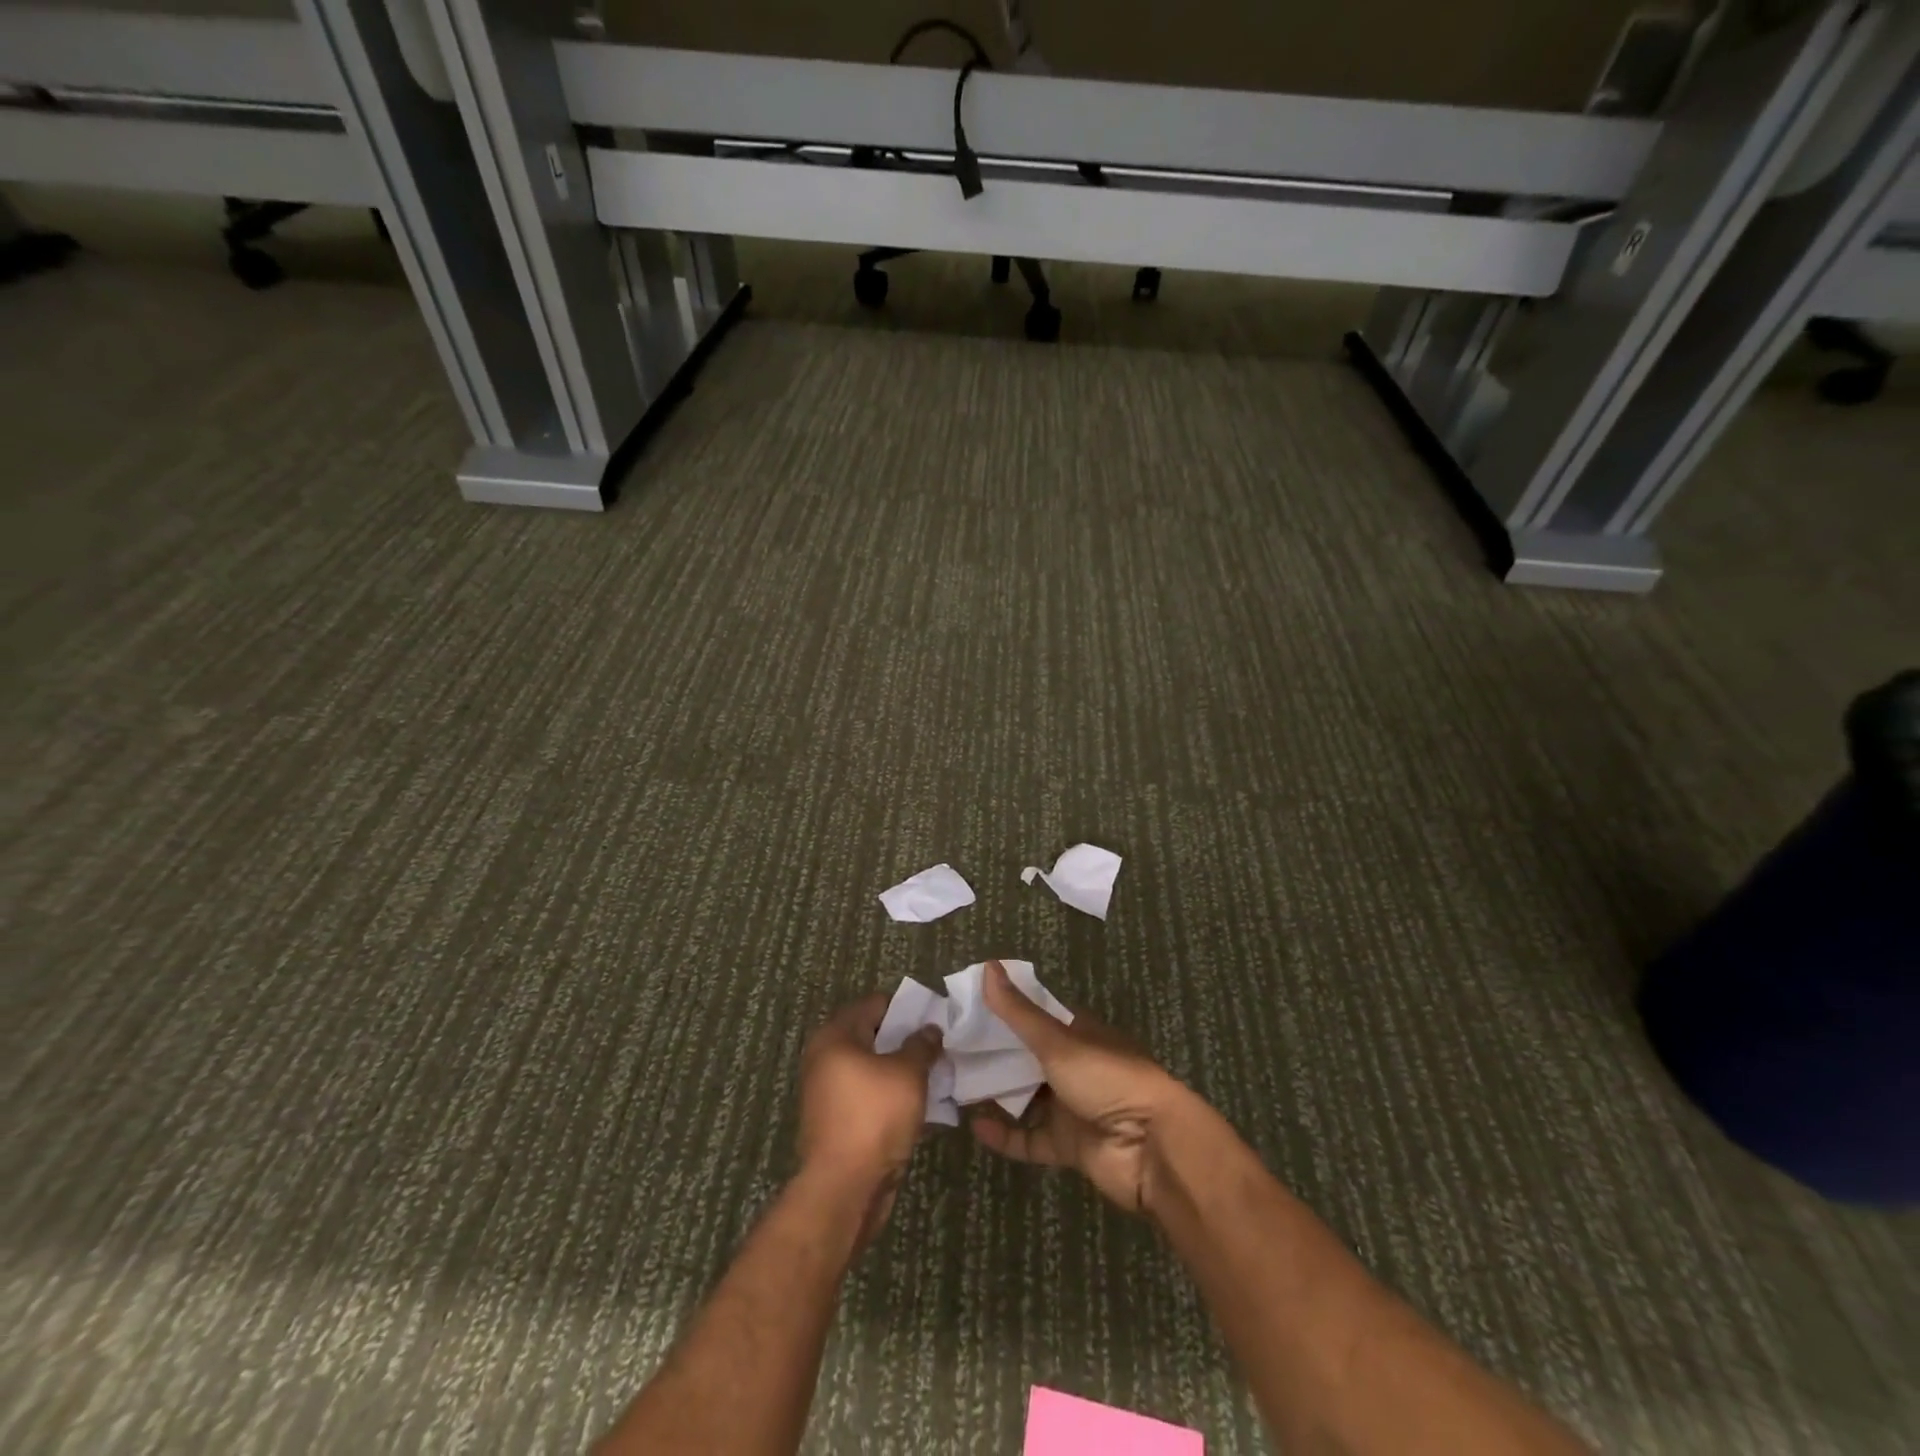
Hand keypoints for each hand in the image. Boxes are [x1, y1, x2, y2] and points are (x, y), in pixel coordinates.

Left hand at [796, 994, 941, 1246]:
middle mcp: (824, 1058)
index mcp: (835, 1036)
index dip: (906, 1008)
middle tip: (938, 1045)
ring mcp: (828, 1093)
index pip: (874, 1004)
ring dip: (900, 1071)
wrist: (844, 1189)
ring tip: (934, 1073)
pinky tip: (919, 1104)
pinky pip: (868, 1097)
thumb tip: (929, 1029)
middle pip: (871, 1037)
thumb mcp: (908, 1073)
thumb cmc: (875, 1117)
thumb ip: (921, 1045)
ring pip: (871, 1070)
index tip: (935, 1017)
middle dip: (904, 1041)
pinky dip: (890, 1096)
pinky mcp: (836, 1122)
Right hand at [968, 960, 1187, 1213]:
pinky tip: (975, 1126)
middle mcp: (1076, 1067)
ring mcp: (1072, 1108)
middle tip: (951, 1050)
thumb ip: (1019, 1011)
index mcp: (1080, 1033)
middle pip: (1028, 1058)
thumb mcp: (1058, 1040)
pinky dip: (1005, 1135)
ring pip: (1026, 1099)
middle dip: (994, 1055)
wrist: (1152, 1148)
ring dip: (996, 1094)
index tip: (968, 1009)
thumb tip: (987, 966)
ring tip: (954, 1086)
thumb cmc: (1107, 1079)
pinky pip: (1030, 1139)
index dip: (1005, 1011)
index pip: (1036, 1016)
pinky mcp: (1069, 1146)